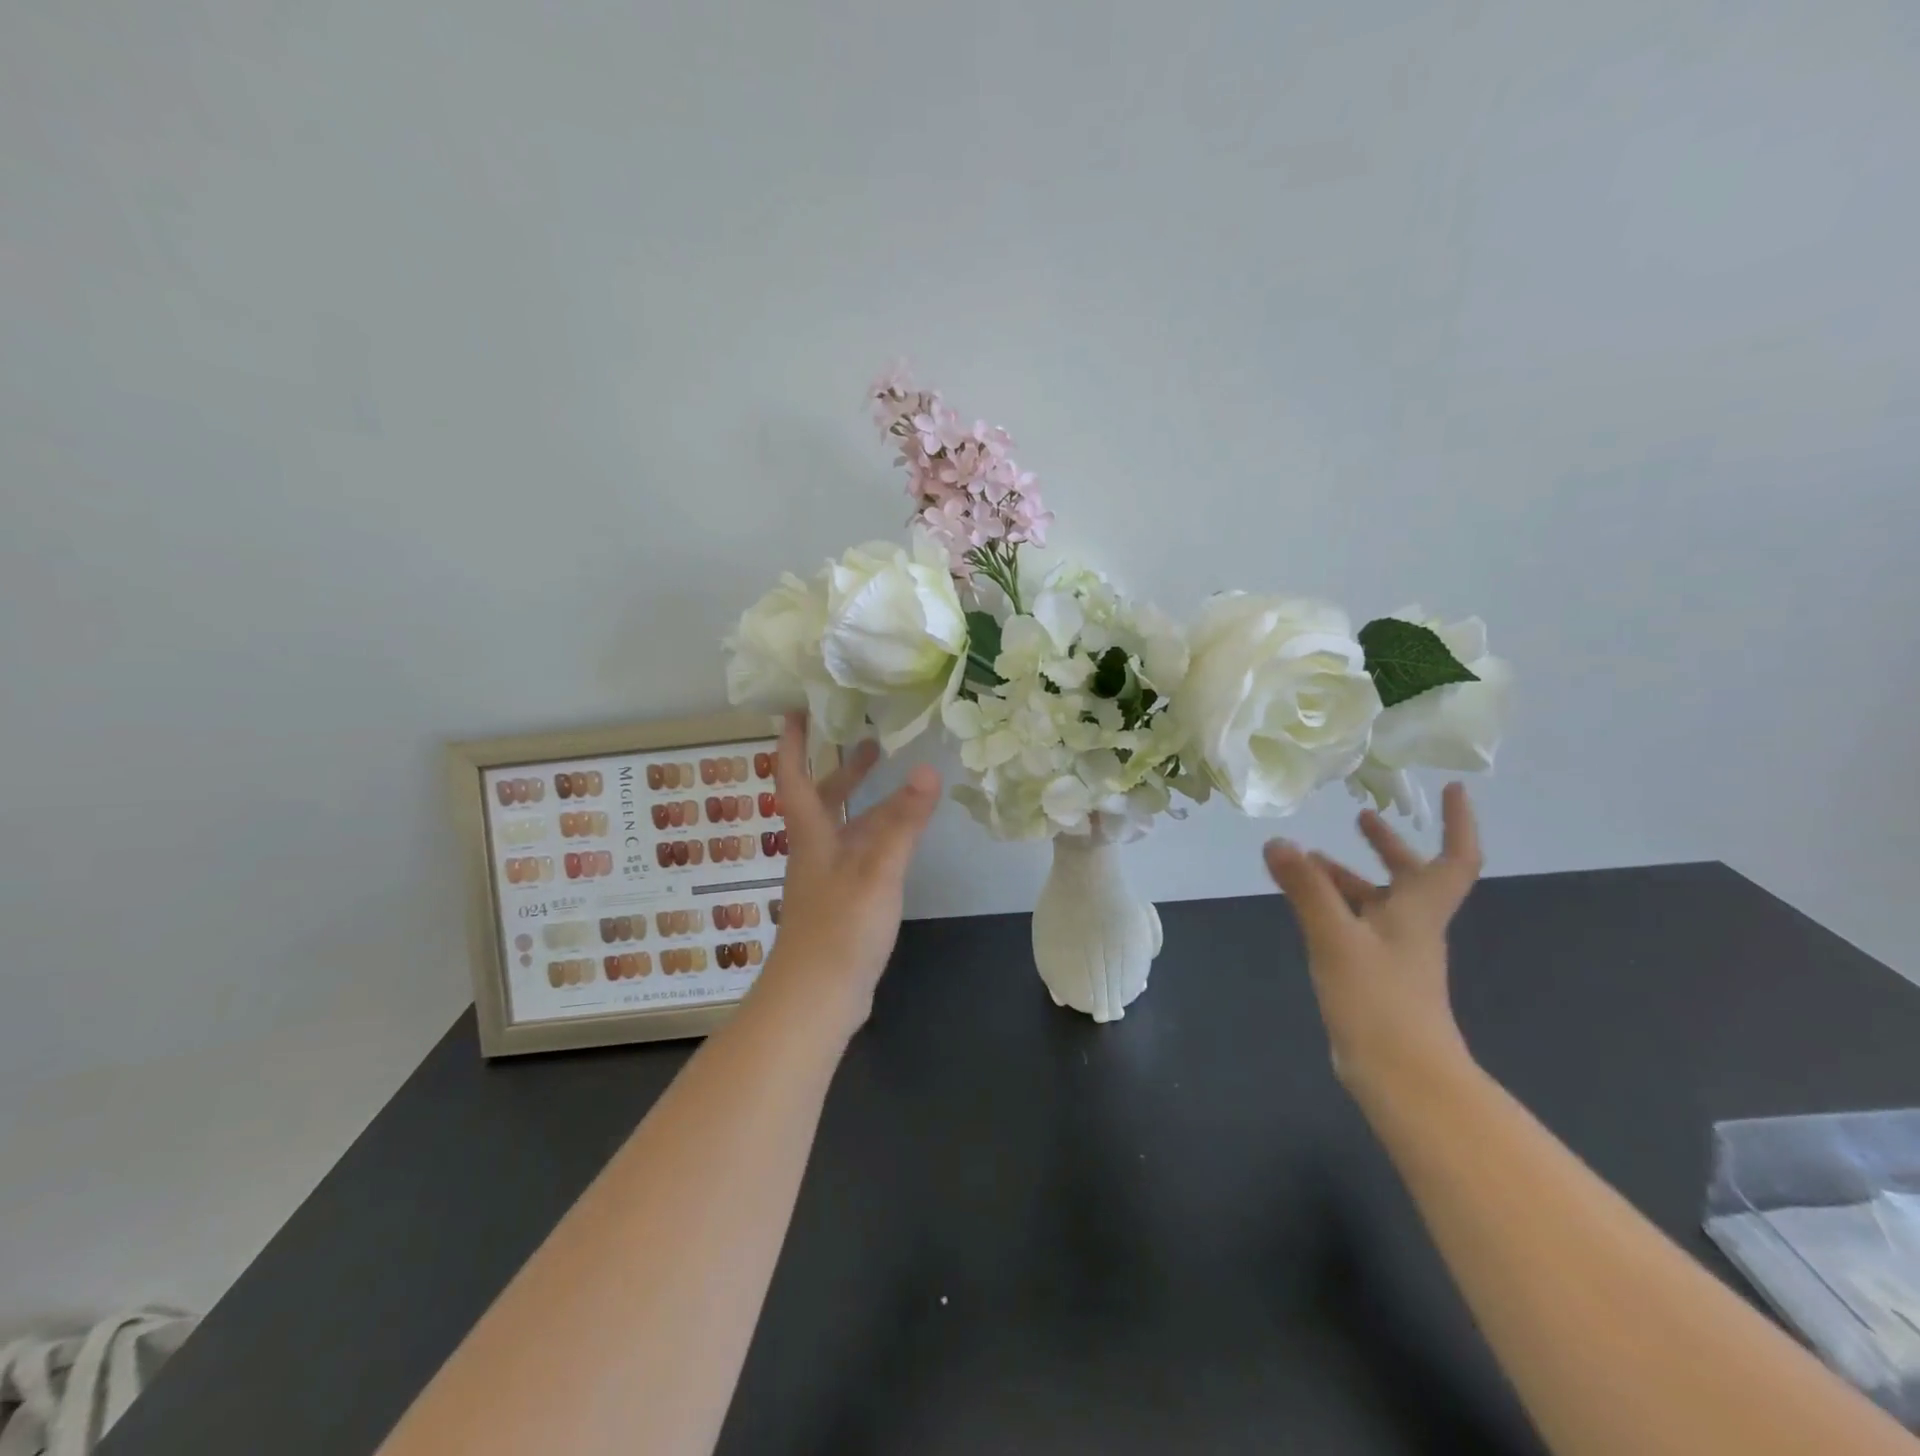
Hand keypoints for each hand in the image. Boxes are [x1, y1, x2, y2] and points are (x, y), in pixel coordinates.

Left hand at [757, 712, 940, 1034]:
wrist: (817, 998)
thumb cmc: (840, 928)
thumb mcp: (877, 870)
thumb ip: (902, 822)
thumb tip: (926, 769)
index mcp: (811, 834)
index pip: (792, 776)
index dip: (792, 741)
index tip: (798, 708)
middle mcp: (814, 849)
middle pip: (820, 796)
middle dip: (839, 765)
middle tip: (866, 735)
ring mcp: (827, 876)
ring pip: (842, 824)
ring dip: (860, 797)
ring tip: (890, 774)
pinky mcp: (842, 900)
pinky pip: (858, 850)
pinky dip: (875, 831)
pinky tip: (898, 834)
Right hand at [1263, 783, 1483, 1097]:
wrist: (1401, 1076)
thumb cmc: (1379, 999)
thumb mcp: (1335, 936)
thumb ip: (1306, 888)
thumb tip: (1277, 842)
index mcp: (1418, 910)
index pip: (1453, 858)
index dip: (1457, 822)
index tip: (1451, 789)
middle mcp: (1413, 926)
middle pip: (1411, 876)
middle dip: (1389, 845)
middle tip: (1360, 817)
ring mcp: (1395, 954)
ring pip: (1378, 902)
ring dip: (1350, 876)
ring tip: (1310, 860)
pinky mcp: (1376, 976)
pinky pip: (1358, 926)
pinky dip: (1335, 907)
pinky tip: (1307, 908)